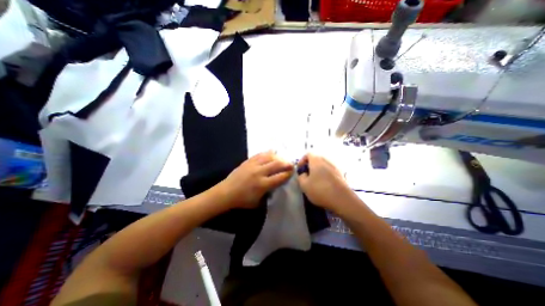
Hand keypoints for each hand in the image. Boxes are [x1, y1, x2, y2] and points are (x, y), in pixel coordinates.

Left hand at [219, 152, 293, 208]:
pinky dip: (267, 153)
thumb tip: (275, 185)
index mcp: (262, 184)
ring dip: (278, 157)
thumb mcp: (258, 202)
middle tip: (291, 164)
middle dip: (286, 164)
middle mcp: (259, 173)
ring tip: (282, 159)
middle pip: (276, 165)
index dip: (288, 174)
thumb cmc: (242, 200)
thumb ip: (268, 193)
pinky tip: (271, 152)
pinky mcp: (248, 161)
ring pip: (269, 157)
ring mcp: (253, 165)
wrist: (226, 192)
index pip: (279, 177)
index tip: (292, 171)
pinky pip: (260, 155)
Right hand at [298, 153, 352, 212]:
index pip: (308, 154)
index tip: (300, 169)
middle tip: (307, 175)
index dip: (302, 160)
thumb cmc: (320, 190)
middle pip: (316, 159)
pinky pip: (330, 170)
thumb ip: (301, 177)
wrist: (341, 199)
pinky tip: (324, 184)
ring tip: (315, 181)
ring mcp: (335, 166)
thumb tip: (304, 174)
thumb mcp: (304, 185)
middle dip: (310, 165)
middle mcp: (326, 160)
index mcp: (316, 160)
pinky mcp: (341, 174)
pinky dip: (325, 174)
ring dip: (318, 170)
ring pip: (324, 165)